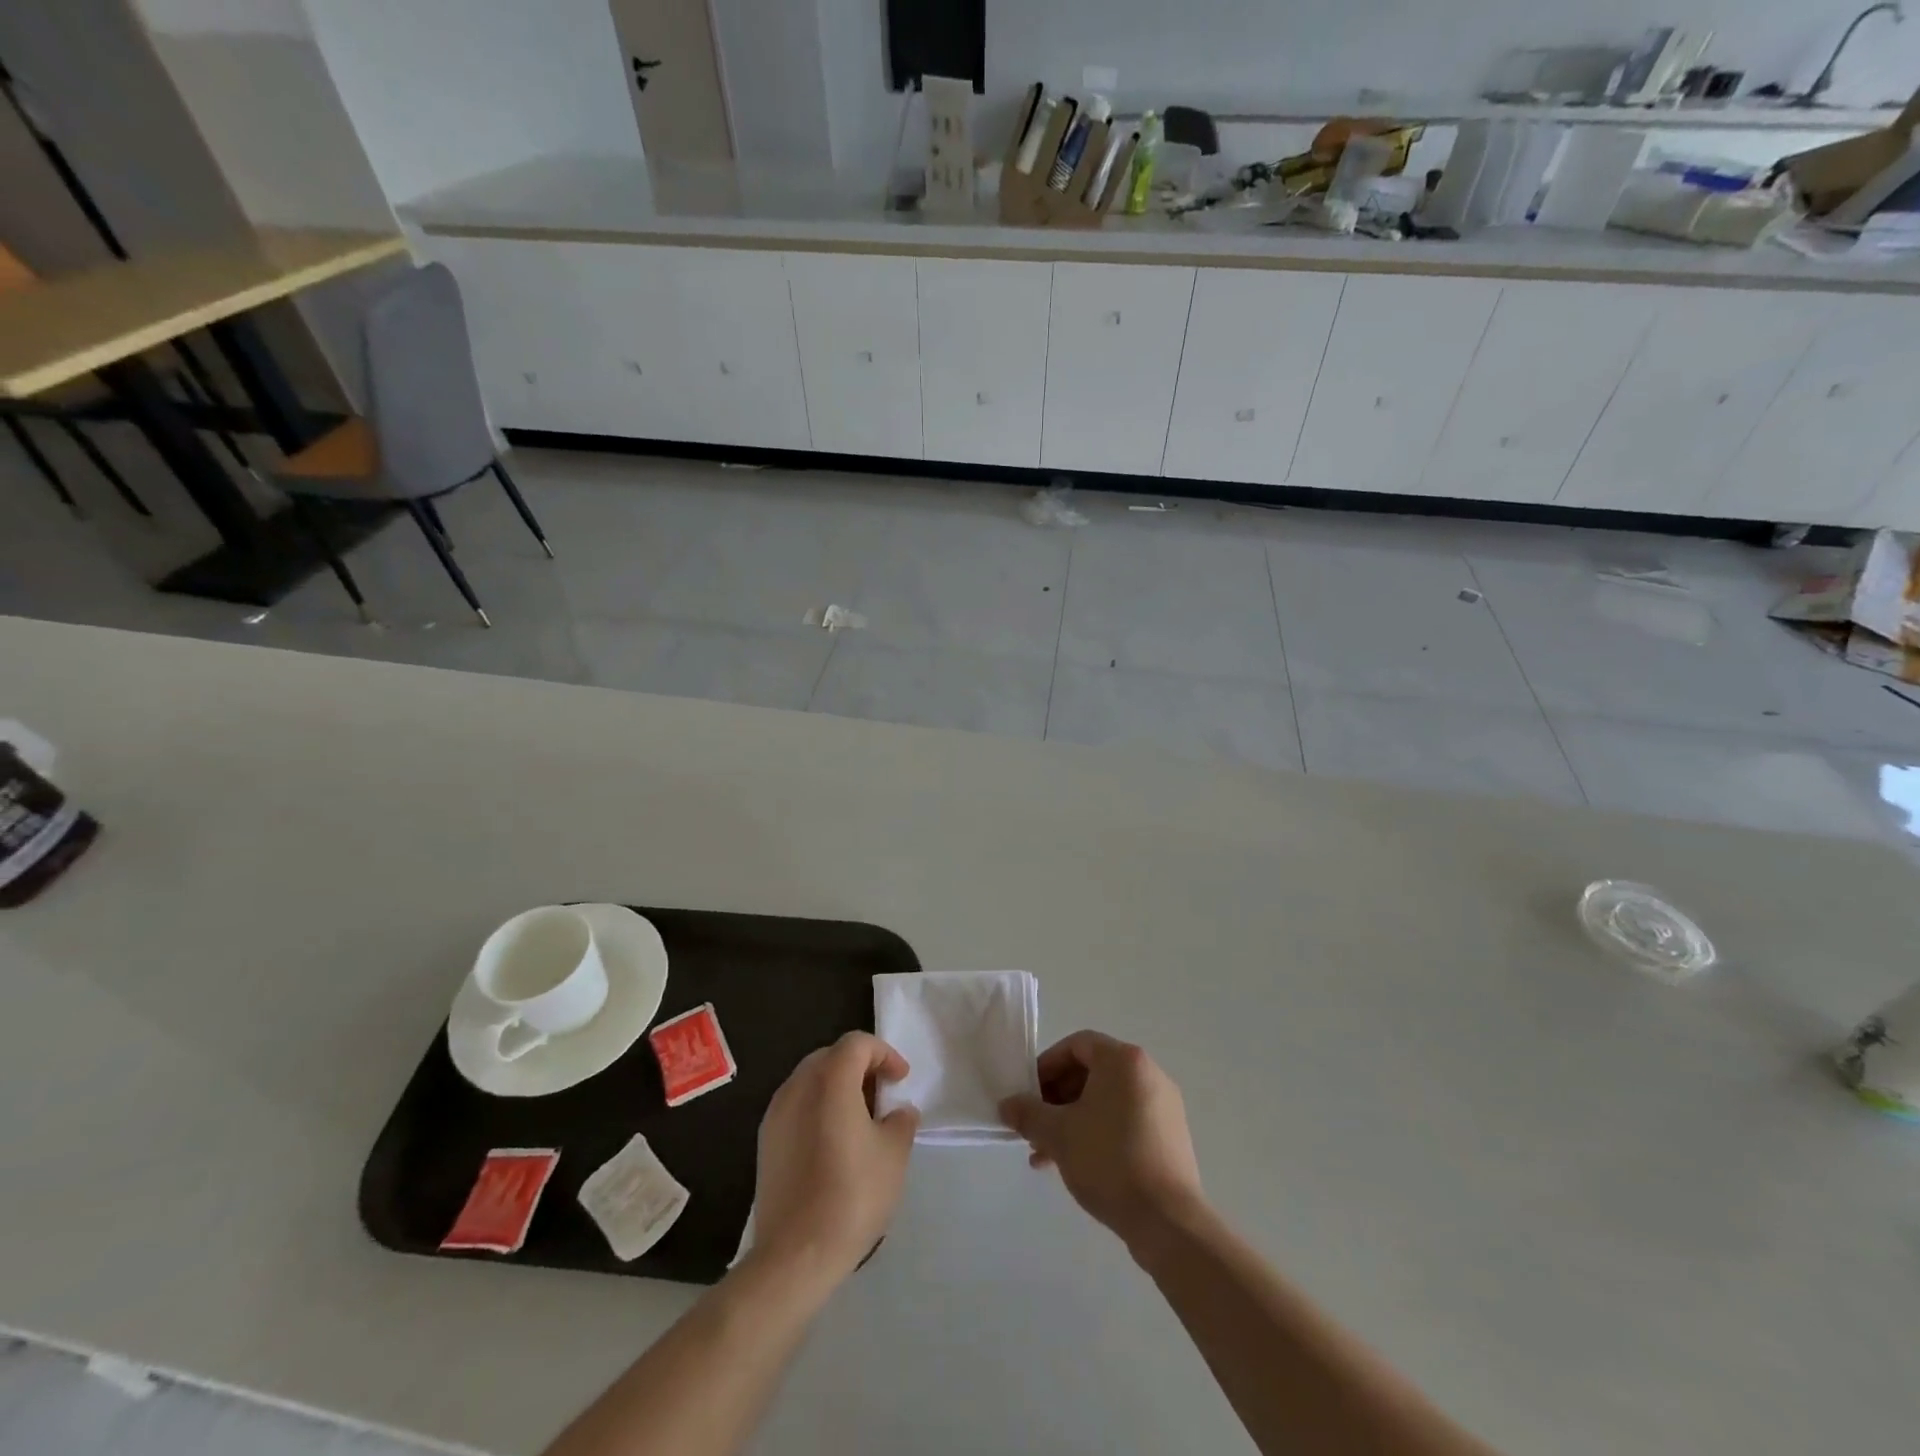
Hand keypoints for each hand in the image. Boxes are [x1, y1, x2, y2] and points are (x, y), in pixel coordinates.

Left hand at [752, 1031, 918, 1286]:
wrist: (795, 1254)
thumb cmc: (852, 1195)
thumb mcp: (894, 1155)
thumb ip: (901, 1121)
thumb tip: (899, 1111)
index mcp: (830, 1080)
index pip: (857, 1044)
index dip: (884, 1053)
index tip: (901, 1080)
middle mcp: (798, 1086)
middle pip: (831, 1056)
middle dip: (860, 1067)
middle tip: (882, 1095)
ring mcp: (776, 1113)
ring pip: (811, 1080)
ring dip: (838, 1087)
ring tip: (860, 1119)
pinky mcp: (765, 1141)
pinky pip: (796, 1105)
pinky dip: (818, 1108)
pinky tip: (833, 1142)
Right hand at [1000, 1030, 1204, 1251]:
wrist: (1167, 1221)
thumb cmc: (1109, 1160)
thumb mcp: (1058, 1134)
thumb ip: (1028, 1113)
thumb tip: (1007, 1105)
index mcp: (1123, 1060)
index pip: (1077, 1045)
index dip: (1047, 1065)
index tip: (1028, 1094)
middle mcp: (1148, 1073)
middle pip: (1092, 1072)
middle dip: (1057, 1098)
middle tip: (1036, 1125)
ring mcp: (1162, 1106)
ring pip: (1106, 1101)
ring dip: (1073, 1120)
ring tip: (1046, 1154)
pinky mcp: (1169, 1137)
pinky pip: (1125, 1121)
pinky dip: (1098, 1133)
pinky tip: (1076, 1165)